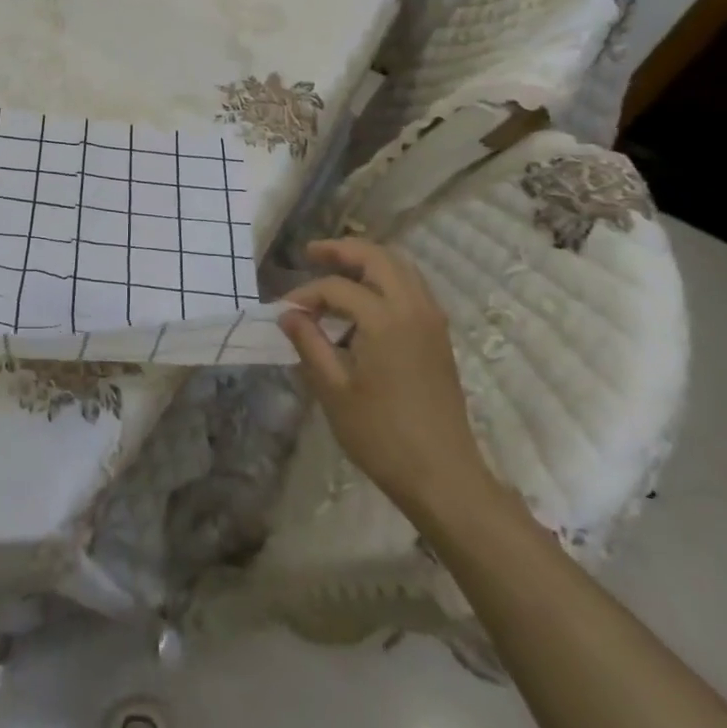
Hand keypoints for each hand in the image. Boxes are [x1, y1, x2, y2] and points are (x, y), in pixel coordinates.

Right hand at [278, 239, 495, 516]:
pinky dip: (387, 279)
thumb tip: (288, 315)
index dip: (306, 294)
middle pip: (378, 258)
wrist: (443, 476)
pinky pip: (413, 288)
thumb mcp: (333, 391)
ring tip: (337, 269)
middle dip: (343, 251)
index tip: (283, 311)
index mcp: (385, 320)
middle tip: (312, 254)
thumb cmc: (381, 436)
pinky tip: (365, 301)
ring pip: (401, 268)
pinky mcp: (440, 337)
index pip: (337, 288)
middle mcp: (413, 309)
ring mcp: (432, 322)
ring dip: (368, 261)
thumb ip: (309, 344)